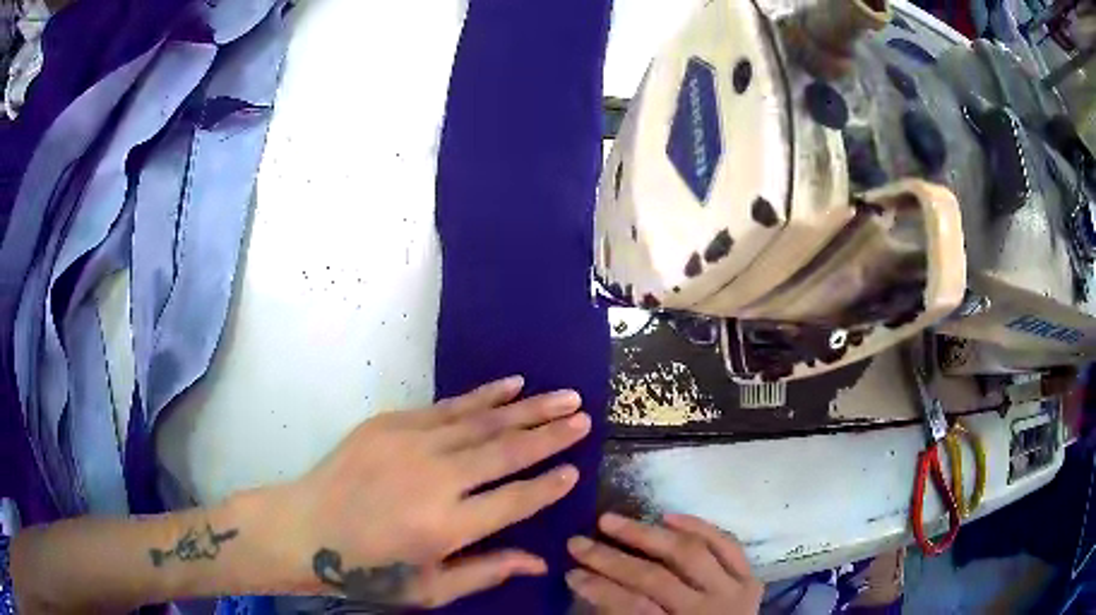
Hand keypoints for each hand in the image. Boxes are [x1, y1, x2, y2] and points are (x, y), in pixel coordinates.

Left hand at [269, 376, 590, 607]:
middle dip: (551, 434)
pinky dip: (484, 395)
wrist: (306, 528)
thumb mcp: (430, 588)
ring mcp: (411, 444)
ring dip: (528, 408)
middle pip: (506, 451)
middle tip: (585, 417)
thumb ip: (487, 571)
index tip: (576, 468)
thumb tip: (541, 561)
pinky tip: (512, 385)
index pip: (516, 499)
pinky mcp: (391, 423)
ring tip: (565, 397)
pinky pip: (449, 405)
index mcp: (447, 526)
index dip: (549, 484)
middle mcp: (435, 479)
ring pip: (483, 421)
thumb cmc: (369, 569)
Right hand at [566, 513, 762, 613]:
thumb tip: (591, 584)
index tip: (569, 572)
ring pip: (689, 553)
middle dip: (611, 559)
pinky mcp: (750, 578)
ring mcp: (733, 591)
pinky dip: (698, 526)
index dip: (599, 588)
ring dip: (646, 534)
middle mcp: (709, 610)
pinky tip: (667, 516)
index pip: (634, 607)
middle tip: (577, 542)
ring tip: (611, 520)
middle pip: (656, 578)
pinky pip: (727, 544)